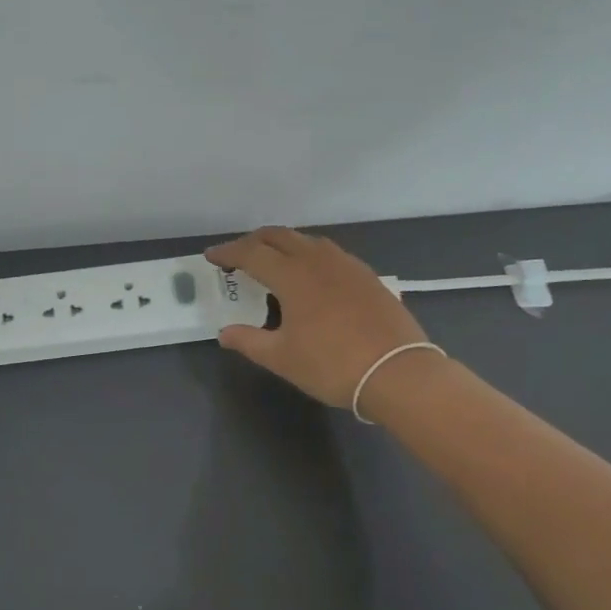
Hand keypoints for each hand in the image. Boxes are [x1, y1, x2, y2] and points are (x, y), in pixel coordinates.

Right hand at [206, 227, 432, 408]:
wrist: (399, 373)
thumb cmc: (332, 364)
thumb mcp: (282, 358)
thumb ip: (249, 341)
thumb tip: (225, 333)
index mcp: (292, 275)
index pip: (251, 253)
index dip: (228, 252)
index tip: (212, 256)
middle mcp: (317, 260)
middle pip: (279, 236)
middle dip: (254, 241)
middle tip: (239, 256)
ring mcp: (347, 265)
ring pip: (307, 241)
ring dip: (284, 245)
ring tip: (274, 263)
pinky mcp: (367, 276)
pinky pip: (330, 254)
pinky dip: (310, 256)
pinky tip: (313, 278)